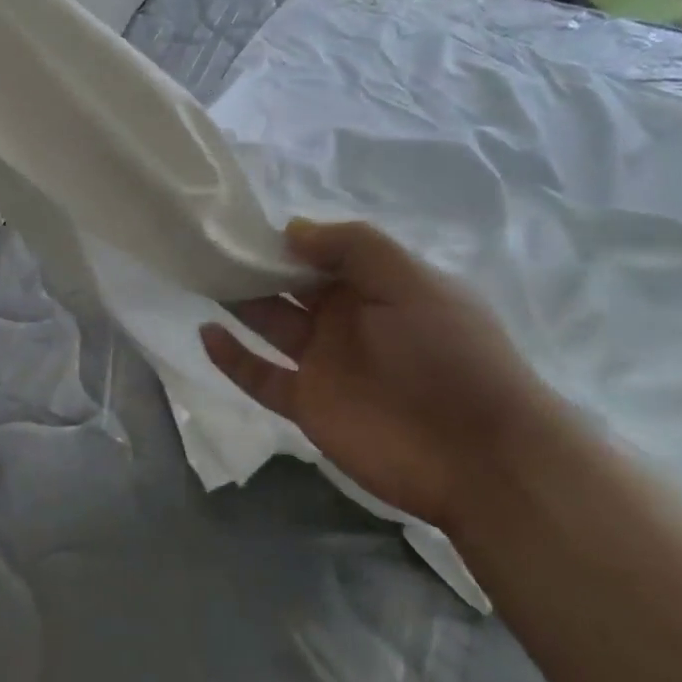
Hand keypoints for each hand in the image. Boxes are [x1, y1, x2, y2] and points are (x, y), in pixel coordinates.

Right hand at [201, 218, 568, 534]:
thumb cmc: (449, 354)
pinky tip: (207, 332)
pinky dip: (233, 358)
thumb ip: (353, 247)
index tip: (246, 225)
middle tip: (211, 248)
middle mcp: (347, 320)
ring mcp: (325, 363)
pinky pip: (261, 376)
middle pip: (291, 286)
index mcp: (377, 286)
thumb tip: (290, 229)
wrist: (480, 455)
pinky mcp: (307, 404)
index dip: (288, 239)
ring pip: (271, 325)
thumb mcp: (412, 282)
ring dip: (239, 303)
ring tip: (201, 277)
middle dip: (256, 267)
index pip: (324, 253)